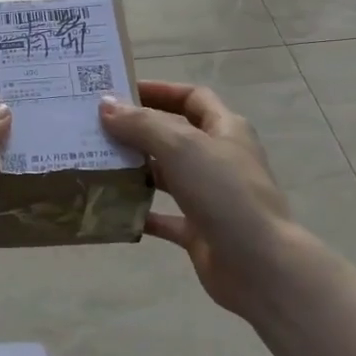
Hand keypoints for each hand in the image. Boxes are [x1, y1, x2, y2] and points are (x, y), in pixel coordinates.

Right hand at [100, 81, 321, 320]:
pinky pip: (164, 216)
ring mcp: (210, 196)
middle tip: (97, 128)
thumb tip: (106, 105)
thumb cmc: (224, 193)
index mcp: (226, 130)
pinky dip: (140, 212)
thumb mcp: (181, 147)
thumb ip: (142, 125)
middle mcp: (219, 159)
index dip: (159, 91)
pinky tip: (111, 209)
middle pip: (175, 135)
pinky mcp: (200, 230)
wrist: (259, 265)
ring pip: (167, 175)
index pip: (192, 98)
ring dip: (136, 170)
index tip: (120, 92)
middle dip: (139, 130)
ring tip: (96, 164)